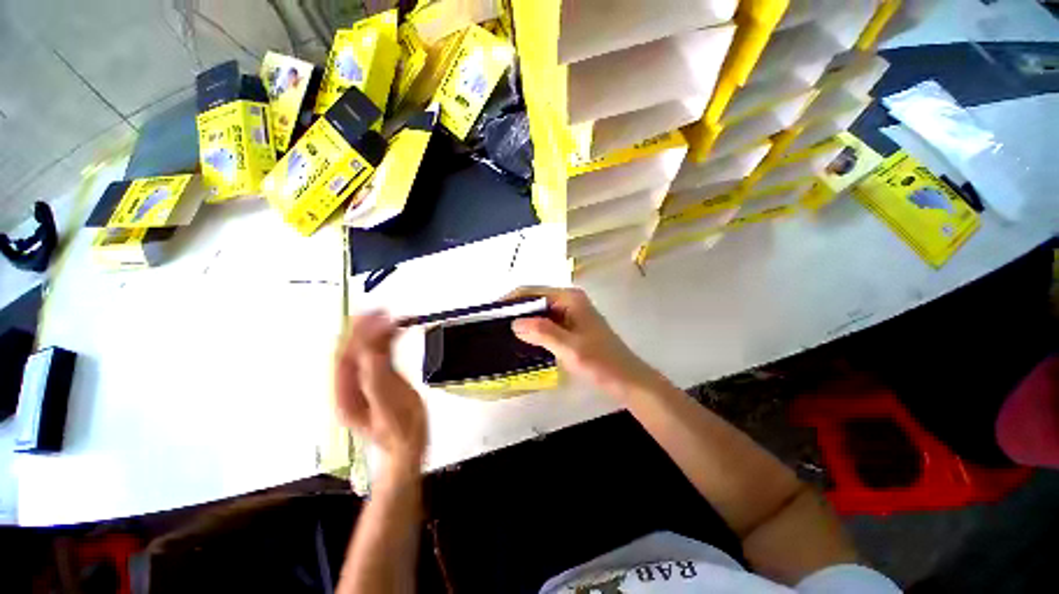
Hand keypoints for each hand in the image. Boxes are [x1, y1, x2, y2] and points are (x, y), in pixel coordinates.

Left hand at [335, 313, 426, 475]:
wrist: (408, 447)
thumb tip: (371, 348)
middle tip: (380, 310)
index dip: (358, 334)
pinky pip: (378, 354)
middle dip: (363, 328)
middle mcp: (349, 386)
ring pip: (364, 350)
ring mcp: (363, 382)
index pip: (345, 358)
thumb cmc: (402, 431)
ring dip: (375, 331)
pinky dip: (386, 340)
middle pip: (351, 351)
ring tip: (390, 315)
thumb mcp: (390, 406)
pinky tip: (396, 330)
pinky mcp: (377, 379)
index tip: (375, 316)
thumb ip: (378, 378)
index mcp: (345, 395)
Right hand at [508, 287, 663, 399]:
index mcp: (570, 298)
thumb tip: (515, 322)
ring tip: (503, 332)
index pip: (533, 291)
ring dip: (524, 321)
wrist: (627, 380)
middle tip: (493, 325)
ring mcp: (572, 313)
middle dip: (516, 310)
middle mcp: (570, 301)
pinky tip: (523, 340)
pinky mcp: (572, 327)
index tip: (491, 312)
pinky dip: (535, 330)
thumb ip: (542, 332)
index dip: (511, 300)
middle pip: (536, 300)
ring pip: (541, 312)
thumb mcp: (569, 348)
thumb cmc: (601, 363)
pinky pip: (548, 323)